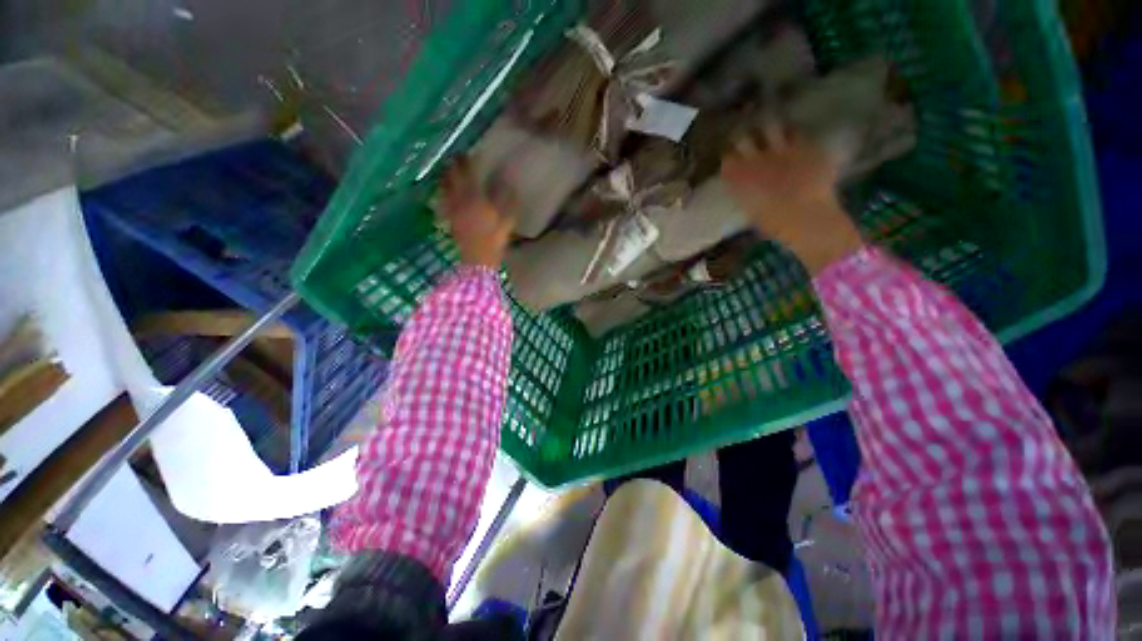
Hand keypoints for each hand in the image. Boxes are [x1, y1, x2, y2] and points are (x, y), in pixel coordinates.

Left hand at [440, 157, 514, 268]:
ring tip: (448, 169)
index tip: (468, 152)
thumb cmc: (494, 241)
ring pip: (446, 187)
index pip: (470, 175)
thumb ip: (508, 202)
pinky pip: (444, 200)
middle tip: (456, 157)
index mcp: (477, 199)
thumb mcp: (507, 222)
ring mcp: (453, 209)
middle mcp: (462, 200)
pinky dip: (443, 191)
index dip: (468, 162)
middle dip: (455, 166)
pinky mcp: (450, 219)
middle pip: (455, 178)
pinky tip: (444, 190)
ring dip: (446, 176)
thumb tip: (510, 184)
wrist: (478, 260)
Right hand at [721, 123, 863, 275]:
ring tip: (771, 132)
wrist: (807, 218)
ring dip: (769, 130)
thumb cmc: (775, 224)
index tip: (731, 159)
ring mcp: (782, 150)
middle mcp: (756, 160)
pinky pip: (796, 132)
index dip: (729, 157)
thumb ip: (745, 194)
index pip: (727, 159)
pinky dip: (793, 135)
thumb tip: (744, 188)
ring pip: (770, 127)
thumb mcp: (751, 211)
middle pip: (743, 138)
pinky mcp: (805, 146)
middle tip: (747, 140)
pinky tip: (794, 140)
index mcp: (740, 179)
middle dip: (744, 138)